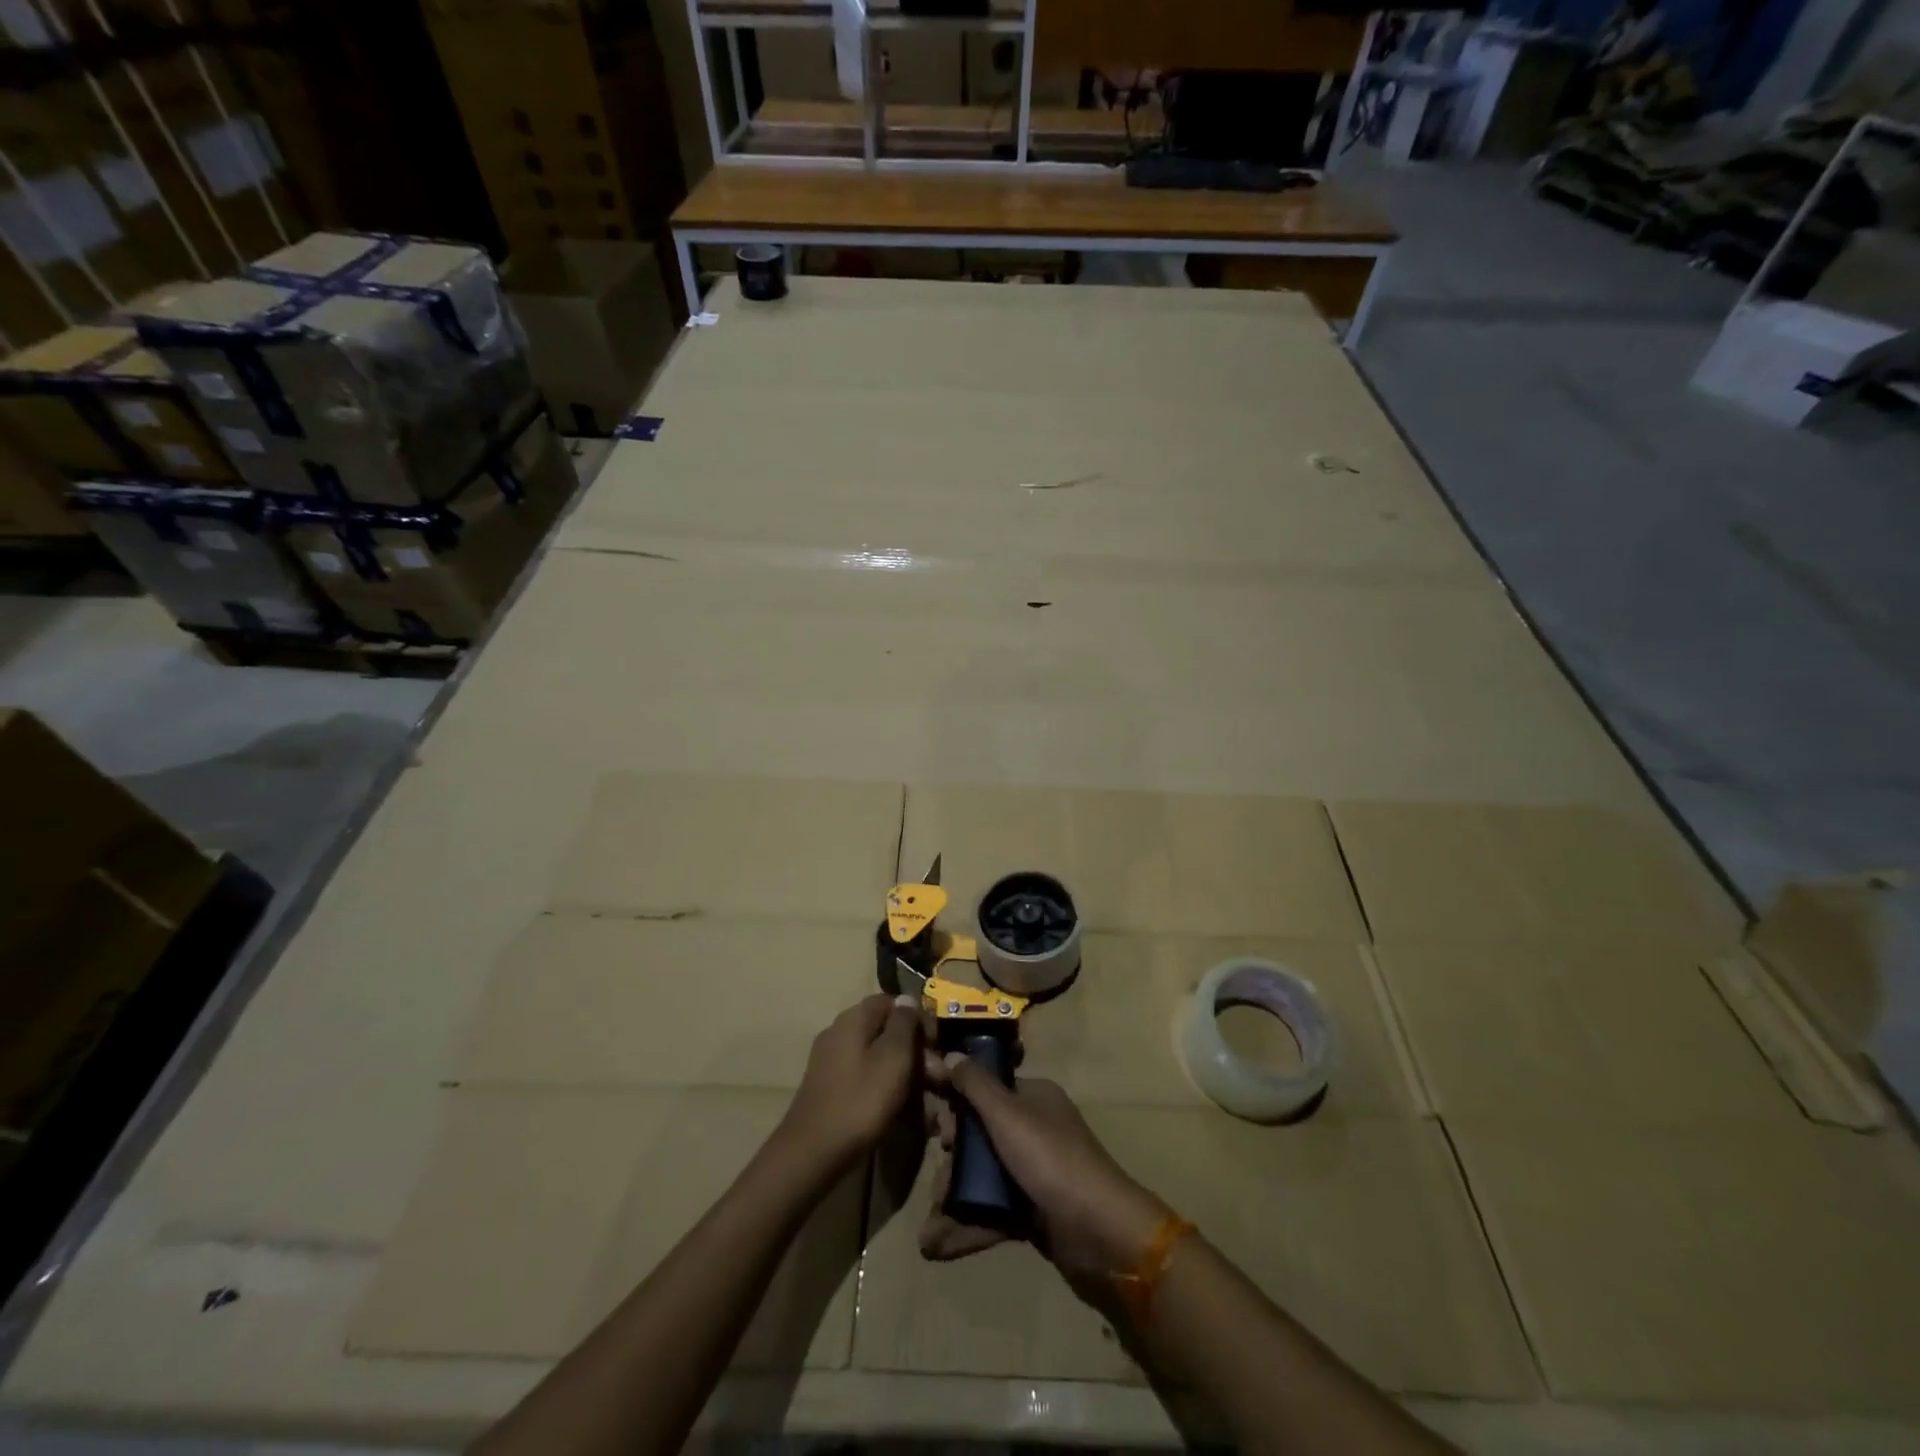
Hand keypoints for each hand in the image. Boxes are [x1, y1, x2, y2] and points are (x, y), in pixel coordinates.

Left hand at [777, 995, 922, 1171]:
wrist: (812, 1153)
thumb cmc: (860, 1100)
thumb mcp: (893, 1057)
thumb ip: (904, 1023)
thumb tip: (907, 999)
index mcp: (853, 1019)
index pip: (892, 1002)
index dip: (918, 1019)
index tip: (938, 1044)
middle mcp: (840, 1033)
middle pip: (885, 1032)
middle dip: (916, 1053)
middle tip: (939, 1080)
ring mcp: (832, 1062)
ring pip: (879, 1059)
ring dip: (906, 1077)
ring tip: (929, 1107)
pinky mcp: (831, 1089)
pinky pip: (867, 1080)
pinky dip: (888, 1092)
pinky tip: (906, 1117)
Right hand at [920, 1055, 1170, 1280]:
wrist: (1100, 1233)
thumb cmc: (1051, 1160)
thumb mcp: (1008, 1114)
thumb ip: (976, 1085)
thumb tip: (950, 1055)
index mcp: (1032, 1098)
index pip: (986, 1086)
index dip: (955, 1095)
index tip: (924, 1109)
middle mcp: (1033, 1128)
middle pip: (980, 1132)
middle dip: (952, 1152)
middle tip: (938, 1165)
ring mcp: (1033, 1171)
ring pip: (982, 1175)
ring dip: (954, 1195)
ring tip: (931, 1221)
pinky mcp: (1032, 1211)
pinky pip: (990, 1211)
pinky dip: (966, 1226)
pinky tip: (936, 1245)